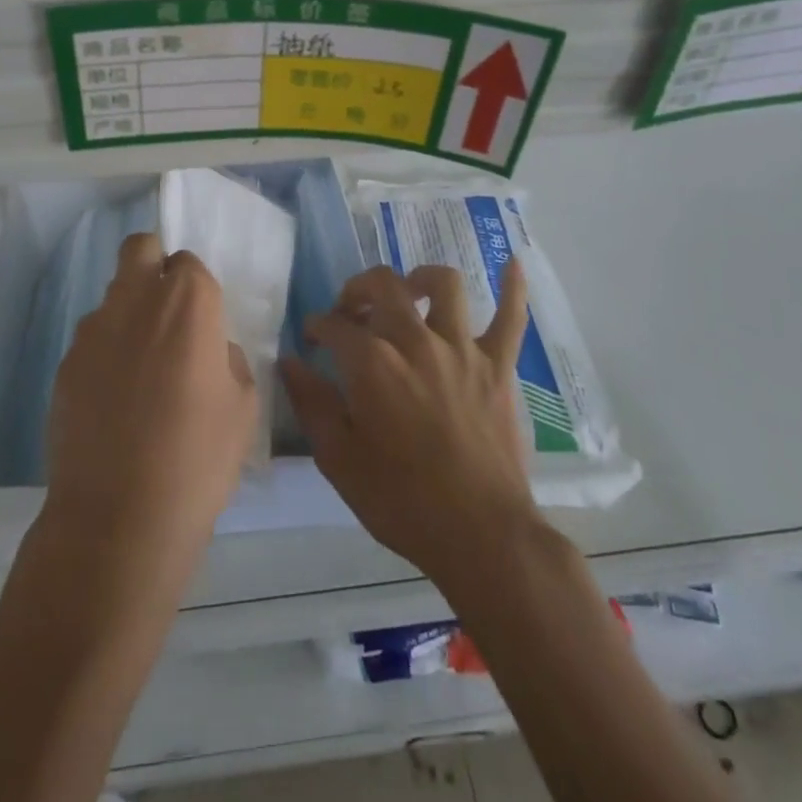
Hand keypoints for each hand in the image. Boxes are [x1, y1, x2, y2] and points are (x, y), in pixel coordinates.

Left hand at [43, 234, 256, 578]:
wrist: (119, 516)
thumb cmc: (197, 458)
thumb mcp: (243, 407)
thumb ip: (228, 360)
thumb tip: (210, 350)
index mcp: (188, 302)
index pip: (189, 263)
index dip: (196, 289)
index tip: (202, 324)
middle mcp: (136, 299)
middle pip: (140, 249)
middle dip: (154, 265)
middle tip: (167, 314)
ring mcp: (93, 329)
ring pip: (114, 295)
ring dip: (129, 313)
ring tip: (139, 371)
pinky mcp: (65, 363)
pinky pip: (91, 339)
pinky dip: (105, 353)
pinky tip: (112, 401)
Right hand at [281, 261, 537, 588]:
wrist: (481, 536)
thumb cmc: (401, 501)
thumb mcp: (338, 460)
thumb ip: (311, 403)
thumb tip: (289, 362)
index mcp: (372, 363)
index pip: (335, 324)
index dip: (317, 326)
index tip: (312, 338)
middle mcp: (416, 341)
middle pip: (384, 285)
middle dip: (358, 289)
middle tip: (351, 310)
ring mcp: (463, 349)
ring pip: (444, 286)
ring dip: (420, 279)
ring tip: (409, 292)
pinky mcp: (499, 367)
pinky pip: (511, 317)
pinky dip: (512, 289)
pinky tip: (511, 265)